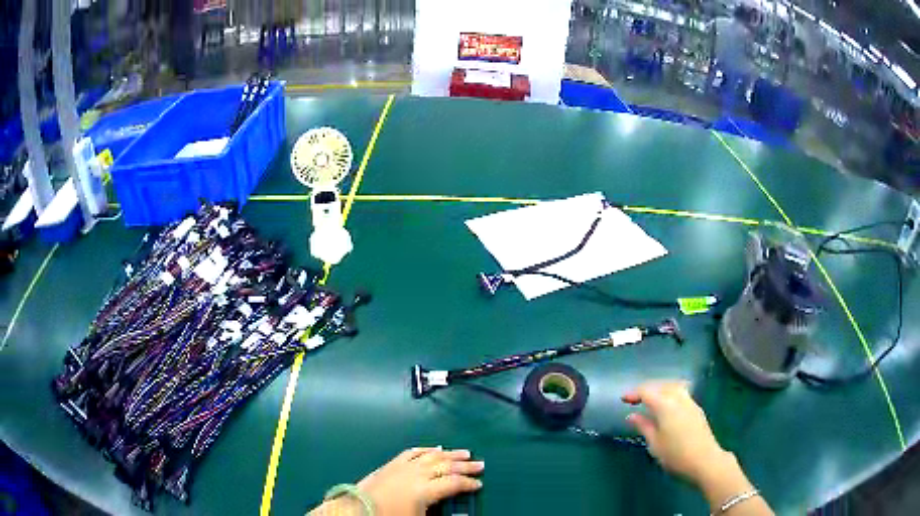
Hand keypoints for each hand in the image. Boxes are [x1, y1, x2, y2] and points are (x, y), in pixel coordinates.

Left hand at [356, 447, 483, 515]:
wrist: (358, 510)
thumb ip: (440, 514)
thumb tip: (458, 514)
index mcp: (425, 490)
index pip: (453, 483)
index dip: (468, 484)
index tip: (479, 485)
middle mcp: (417, 474)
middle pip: (446, 466)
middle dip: (465, 466)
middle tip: (481, 464)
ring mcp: (403, 466)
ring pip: (432, 456)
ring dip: (450, 454)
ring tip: (465, 452)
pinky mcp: (391, 464)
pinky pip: (412, 452)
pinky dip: (426, 449)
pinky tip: (435, 448)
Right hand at [622, 381, 730, 484]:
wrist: (705, 460)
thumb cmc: (675, 454)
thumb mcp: (654, 443)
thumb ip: (644, 426)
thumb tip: (632, 416)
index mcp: (665, 405)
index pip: (647, 391)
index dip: (634, 393)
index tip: (623, 399)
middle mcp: (679, 398)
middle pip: (661, 385)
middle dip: (647, 389)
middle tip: (635, 399)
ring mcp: (690, 402)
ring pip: (673, 386)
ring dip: (660, 389)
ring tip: (651, 400)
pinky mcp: (697, 409)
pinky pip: (681, 393)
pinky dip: (670, 393)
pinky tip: (667, 406)